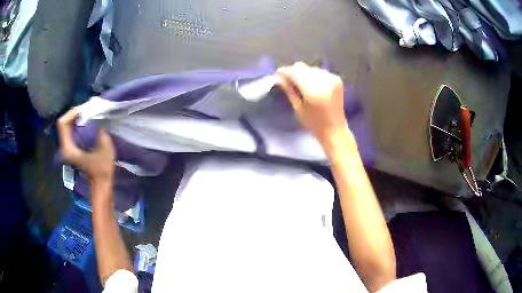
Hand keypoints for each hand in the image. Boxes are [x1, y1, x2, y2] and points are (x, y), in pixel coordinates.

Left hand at [57, 107, 114, 189]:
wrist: (101, 185)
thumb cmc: (102, 170)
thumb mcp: (104, 149)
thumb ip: (100, 130)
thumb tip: (99, 115)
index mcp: (69, 149)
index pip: (63, 124)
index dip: (72, 113)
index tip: (85, 109)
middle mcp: (65, 147)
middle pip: (64, 123)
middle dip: (75, 113)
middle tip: (87, 109)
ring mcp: (68, 148)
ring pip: (67, 126)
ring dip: (76, 117)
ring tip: (88, 112)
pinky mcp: (72, 148)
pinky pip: (70, 130)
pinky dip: (77, 123)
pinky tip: (87, 121)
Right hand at [276, 62, 350, 150]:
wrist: (335, 129)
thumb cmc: (314, 123)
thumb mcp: (298, 108)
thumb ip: (289, 90)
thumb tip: (278, 78)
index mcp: (313, 90)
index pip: (294, 72)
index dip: (284, 72)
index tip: (277, 75)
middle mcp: (324, 80)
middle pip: (302, 67)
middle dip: (292, 71)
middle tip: (286, 79)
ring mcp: (332, 78)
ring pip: (310, 68)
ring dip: (303, 73)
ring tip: (298, 82)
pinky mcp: (337, 79)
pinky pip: (320, 71)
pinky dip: (313, 75)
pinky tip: (311, 84)